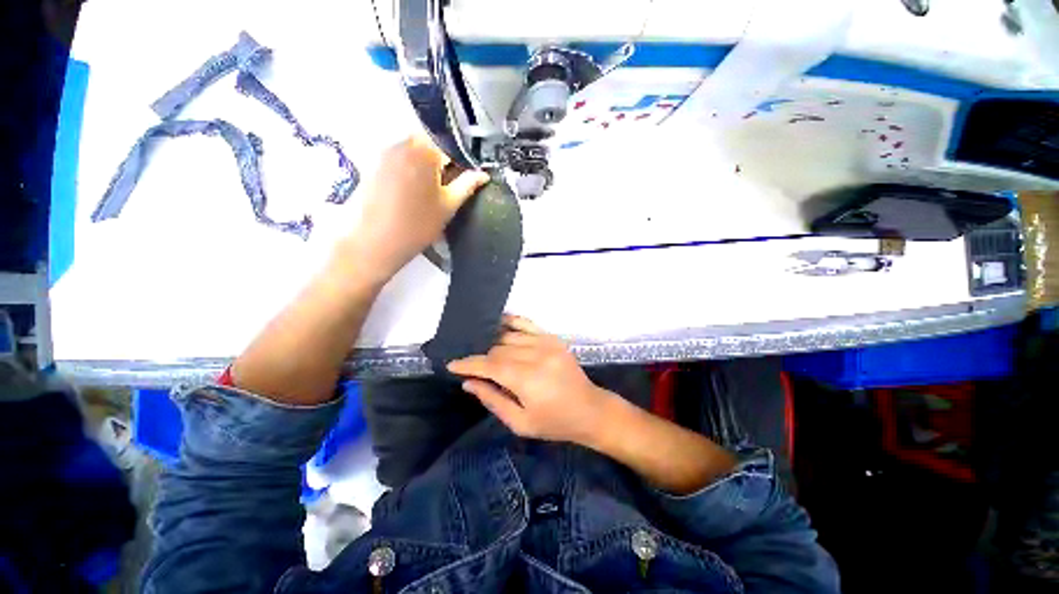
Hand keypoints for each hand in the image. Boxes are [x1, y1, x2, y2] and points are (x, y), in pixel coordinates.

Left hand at [340, 135, 488, 283]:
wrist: (377, 241)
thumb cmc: (418, 225)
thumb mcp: (449, 205)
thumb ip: (467, 185)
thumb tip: (484, 174)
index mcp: (425, 151)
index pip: (451, 143)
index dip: (462, 157)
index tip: (467, 172)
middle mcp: (403, 144)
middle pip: (431, 142)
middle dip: (444, 157)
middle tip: (451, 181)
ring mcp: (386, 152)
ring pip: (415, 148)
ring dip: (427, 162)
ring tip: (433, 186)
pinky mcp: (375, 163)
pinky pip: (401, 157)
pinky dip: (412, 166)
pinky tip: (415, 188)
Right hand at [447, 315, 616, 445]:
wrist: (589, 409)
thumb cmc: (554, 422)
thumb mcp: (520, 423)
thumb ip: (493, 400)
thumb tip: (469, 383)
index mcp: (526, 379)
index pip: (489, 365)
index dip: (468, 364)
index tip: (452, 365)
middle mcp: (535, 355)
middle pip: (497, 349)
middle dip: (482, 358)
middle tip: (473, 367)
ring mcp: (545, 343)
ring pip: (508, 336)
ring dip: (493, 343)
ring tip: (484, 350)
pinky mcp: (552, 338)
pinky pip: (527, 323)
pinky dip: (511, 322)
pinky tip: (500, 323)